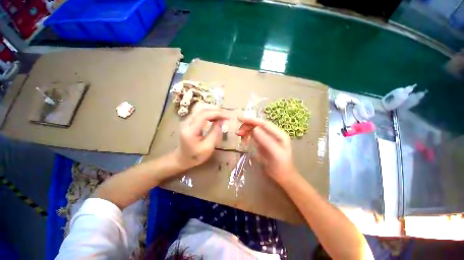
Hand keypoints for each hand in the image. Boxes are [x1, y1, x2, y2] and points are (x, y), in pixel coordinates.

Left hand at [174, 106, 230, 169]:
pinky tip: (216, 118)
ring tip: (223, 116)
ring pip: (201, 109)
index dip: (217, 114)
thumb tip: (222, 121)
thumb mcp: (208, 147)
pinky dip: (210, 113)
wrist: (182, 159)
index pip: (204, 115)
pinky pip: (200, 113)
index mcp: (191, 130)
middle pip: (202, 109)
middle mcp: (187, 122)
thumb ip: (215, 133)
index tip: (228, 117)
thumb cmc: (195, 156)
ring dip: (213, 110)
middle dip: (216, 110)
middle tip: (227, 115)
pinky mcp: (190, 122)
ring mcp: (187, 121)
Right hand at [236, 116, 298, 183]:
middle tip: (238, 132)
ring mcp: (267, 138)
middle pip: (258, 125)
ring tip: (239, 135)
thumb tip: (254, 129)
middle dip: (247, 126)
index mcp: (279, 134)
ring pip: (254, 130)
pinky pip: (253, 136)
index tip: (240, 118)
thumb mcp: (275, 153)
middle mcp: (273, 134)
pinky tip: (243, 140)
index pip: (264, 123)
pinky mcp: (262, 143)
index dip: (252, 120)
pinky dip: (247, 136)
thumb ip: (266, 141)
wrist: (282, 176)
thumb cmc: (281, 166)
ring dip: (246, 130)